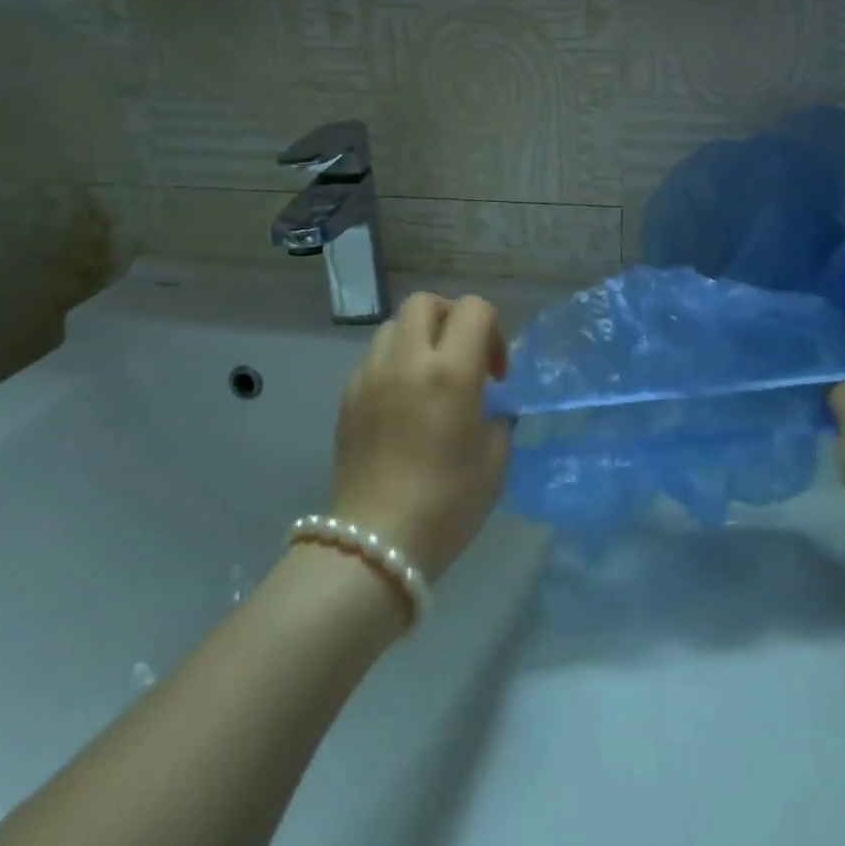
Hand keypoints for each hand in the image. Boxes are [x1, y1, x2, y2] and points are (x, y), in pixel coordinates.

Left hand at [329, 293, 510, 581]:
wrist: (375, 543)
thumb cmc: (448, 504)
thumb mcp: (494, 458)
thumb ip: (497, 415)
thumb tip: (487, 403)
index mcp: (450, 371)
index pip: (474, 308)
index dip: (493, 330)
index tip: (495, 373)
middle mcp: (406, 360)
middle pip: (425, 302)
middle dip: (450, 318)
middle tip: (462, 359)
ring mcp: (370, 375)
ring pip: (394, 326)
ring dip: (418, 338)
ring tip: (429, 379)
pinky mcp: (347, 396)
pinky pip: (374, 357)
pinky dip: (394, 363)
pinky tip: (403, 402)